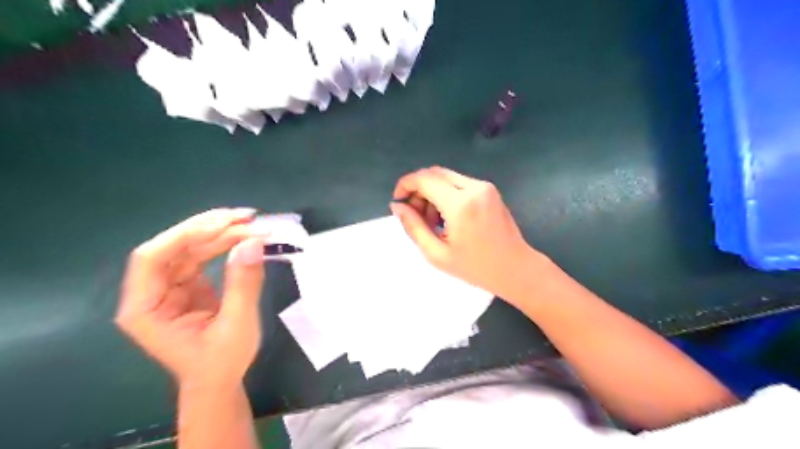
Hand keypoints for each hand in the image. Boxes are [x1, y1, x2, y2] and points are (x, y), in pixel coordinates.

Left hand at [116, 209, 266, 386]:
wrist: (220, 381)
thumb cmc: (222, 362)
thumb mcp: (237, 325)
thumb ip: (243, 283)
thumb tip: (253, 242)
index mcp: (145, 309)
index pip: (152, 258)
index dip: (184, 236)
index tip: (225, 226)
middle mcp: (151, 291)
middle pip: (173, 246)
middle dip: (210, 228)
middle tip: (247, 216)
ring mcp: (169, 286)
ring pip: (189, 246)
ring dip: (220, 231)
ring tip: (251, 220)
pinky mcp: (188, 284)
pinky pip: (202, 254)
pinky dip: (224, 242)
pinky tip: (243, 234)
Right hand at [391, 167, 539, 299]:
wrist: (516, 269)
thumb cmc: (476, 268)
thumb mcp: (437, 253)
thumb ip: (413, 227)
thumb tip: (397, 206)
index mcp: (461, 204)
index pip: (424, 179)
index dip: (405, 185)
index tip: (398, 201)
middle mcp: (474, 187)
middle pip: (434, 173)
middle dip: (418, 189)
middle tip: (415, 215)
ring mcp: (484, 186)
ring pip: (446, 177)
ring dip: (432, 192)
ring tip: (432, 221)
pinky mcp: (489, 190)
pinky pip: (459, 183)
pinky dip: (446, 194)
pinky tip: (447, 217)